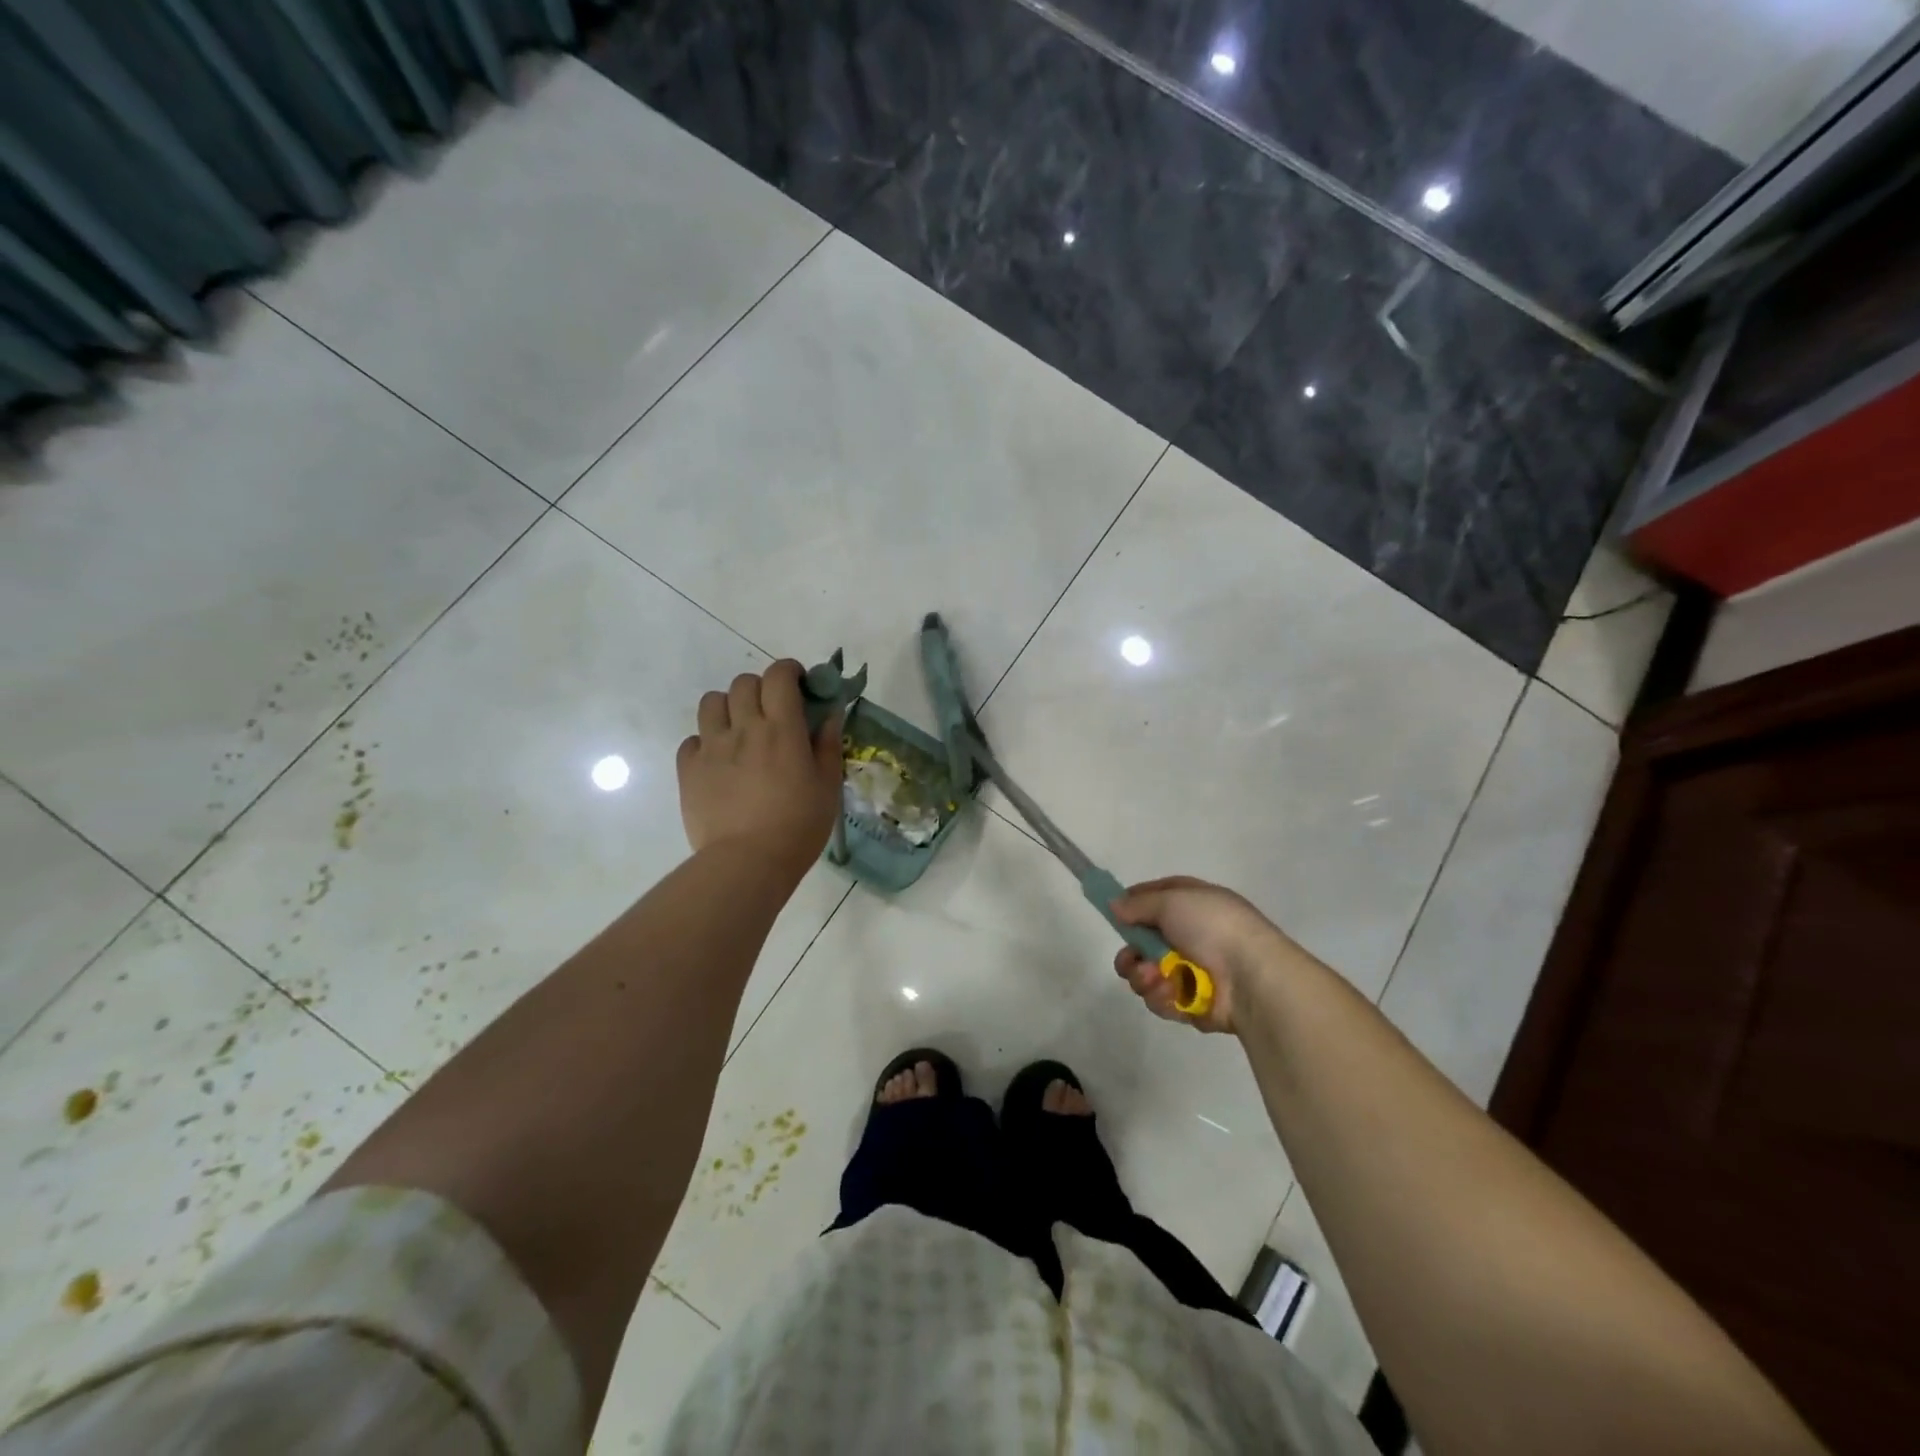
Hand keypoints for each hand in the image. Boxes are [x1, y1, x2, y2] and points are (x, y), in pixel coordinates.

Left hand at [677, 660, 841, 882]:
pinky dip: (706, 742)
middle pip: (743, 683)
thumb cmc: (798, 826)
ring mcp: (711, 747)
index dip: (788, 671)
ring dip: (728, 707)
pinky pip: (692, 740)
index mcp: (781, 729)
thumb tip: (830, 714)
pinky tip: (719, 761)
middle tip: (772, 712)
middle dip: (760, 689)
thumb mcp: (827, 786)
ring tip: (740, 730)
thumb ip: (827, 745)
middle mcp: (743, 728)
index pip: (779, 676)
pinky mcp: (688, 769)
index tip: (798, 683)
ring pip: (711, 702)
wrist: (747, 862)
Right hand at [1111, 876, 1291, 1034]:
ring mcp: (1192, 971)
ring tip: (1156, 978)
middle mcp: (1192, 935)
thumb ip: (1138, 904)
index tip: (1114, 913)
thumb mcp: (1172, 900)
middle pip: (1144, 943)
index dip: (1134, 904)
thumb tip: (1115, 905)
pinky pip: (1162, 999)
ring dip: (1145, 977)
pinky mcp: (1192, 1003)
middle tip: (1131, 960)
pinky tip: (1171, 994)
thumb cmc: (1213, 927)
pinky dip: (1162, 997)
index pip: (1156, 898)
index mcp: (1193, 904)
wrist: (1251, 977)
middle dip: (1132, 954)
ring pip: (1148, 974)